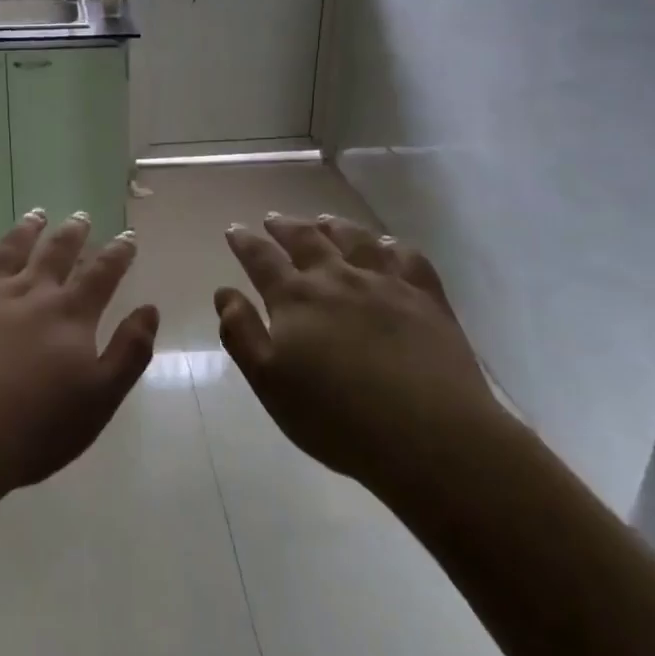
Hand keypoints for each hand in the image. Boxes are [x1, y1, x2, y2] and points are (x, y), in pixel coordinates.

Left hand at [0, 211, 158, 504]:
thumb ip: (129, 352)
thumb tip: (150, 310)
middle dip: (72, 233)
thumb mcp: (100, 399)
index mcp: (69, 315)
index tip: (127, 236)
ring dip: (26, 231)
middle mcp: (29, 293)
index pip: (101, 274)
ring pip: (9, 251)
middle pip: (55, 253)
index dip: (118, 254)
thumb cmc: (33, 428)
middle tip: (81, 216)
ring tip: (36, 215)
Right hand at [216, 213, 506, 496]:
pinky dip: (391, 245)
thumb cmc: (337, 418)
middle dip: (285, 226)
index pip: (262, 259)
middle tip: (273, 218)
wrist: (429, 436)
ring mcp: (385, 283)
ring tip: (324, 220)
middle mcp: (337, 278)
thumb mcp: (270, 383)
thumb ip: (242, 334)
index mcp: (296, 298)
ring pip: (355, 239)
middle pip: (306, 239)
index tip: (234, 229)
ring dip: (334, 226)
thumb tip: (225, 292)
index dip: (245, 242)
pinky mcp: (426, 298)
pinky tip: (386, 245)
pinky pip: (406, 257)